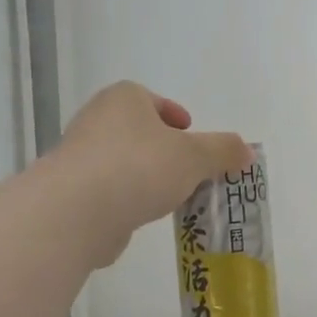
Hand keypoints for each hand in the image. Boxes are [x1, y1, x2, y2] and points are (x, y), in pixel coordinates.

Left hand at [55, 82, 251, 266]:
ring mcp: (79, 157)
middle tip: (187, 169)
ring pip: (122, 163)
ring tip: (170, 198)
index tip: (189, 132)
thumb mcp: (195, 156)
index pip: (150, 99)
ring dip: (144, 177)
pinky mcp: (70, 193)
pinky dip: (125, 201)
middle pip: (137, 131)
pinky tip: (141, 217)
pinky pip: (107, 192)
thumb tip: (246, 151)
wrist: (76, 211)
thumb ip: (223, 151)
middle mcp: (96, 120)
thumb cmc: (140, 167)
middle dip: (161, 149)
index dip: (174, 115)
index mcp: (124, 99)